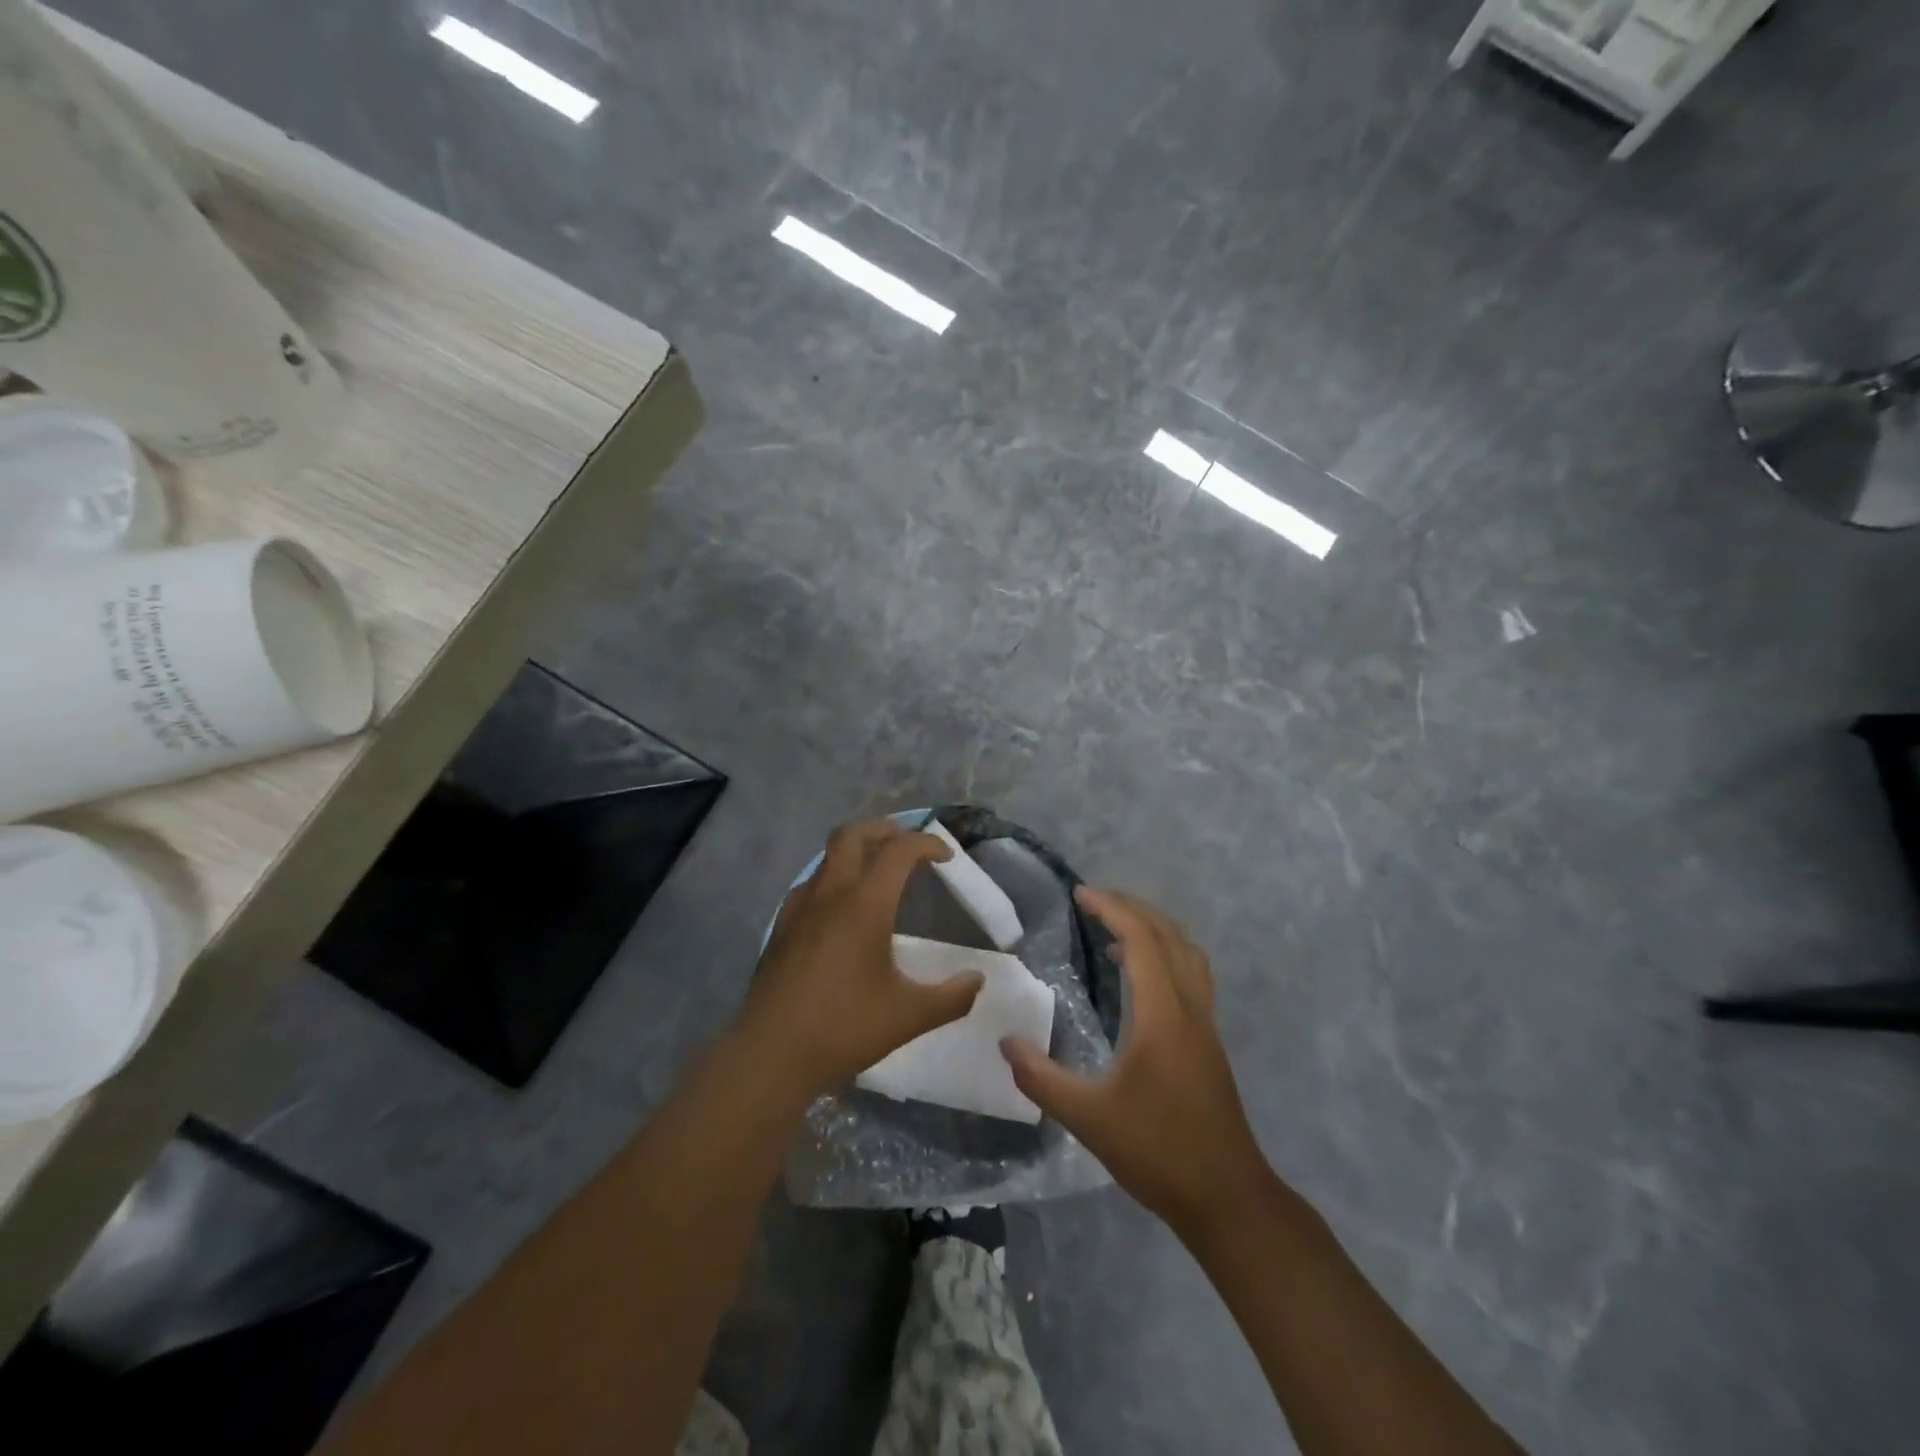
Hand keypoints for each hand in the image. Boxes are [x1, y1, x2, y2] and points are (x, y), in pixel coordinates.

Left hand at [736, 819, 984, 1102]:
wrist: (770, 1055)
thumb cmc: (844, 1028)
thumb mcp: (909, 1016)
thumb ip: (951, 997)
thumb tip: (977, 981)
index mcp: (865, 904)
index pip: (899, 851)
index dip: (927, 844)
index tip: (946, 858)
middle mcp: (830, 894)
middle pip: (853, 835)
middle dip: (884, 830)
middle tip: (906, 844)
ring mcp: (799, 908)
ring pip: (827, 857)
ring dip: (855, 852)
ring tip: (876, 872)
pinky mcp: (780, 927)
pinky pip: (810, 884)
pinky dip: (831, 879)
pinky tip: (840, 909)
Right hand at [1001, 888, 1272, 1237]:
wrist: (1227, 1197)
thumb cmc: (1158, 1152)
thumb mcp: (1088, 1119)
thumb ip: (1042, 1079)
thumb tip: (1006, 1043)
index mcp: (1163, 1015)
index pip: (1141, 940)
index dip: (1112, 909)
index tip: (1081, 893)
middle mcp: (1190, 1008)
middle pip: (1168, 935)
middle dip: (1132, 909)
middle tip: (1094, 902)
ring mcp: (1206, 1024)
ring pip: (1187, 953)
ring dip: (1154, 930)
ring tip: (1115, 933)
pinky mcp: (1210, 1042)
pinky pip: (1192, 975)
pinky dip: (1167, 956)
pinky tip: (1141, 981)